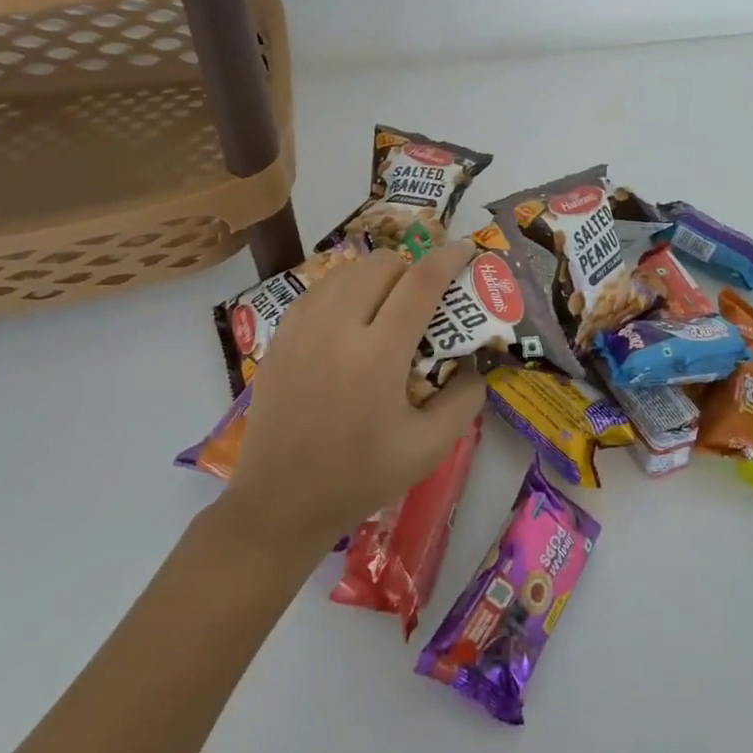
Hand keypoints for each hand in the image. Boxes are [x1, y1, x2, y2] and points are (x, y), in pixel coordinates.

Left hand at [222, 239, 486, 551]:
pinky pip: (319, 290)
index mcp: (378, 355)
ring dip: (377, 277)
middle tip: (423, 300)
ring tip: (386, 307)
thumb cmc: (360, 478)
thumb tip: (473, 363)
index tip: (466, 249)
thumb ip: (464, 400)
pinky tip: (349, 321)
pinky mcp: (279, 336)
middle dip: (411, 270)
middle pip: (382, 264)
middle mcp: (337, 328)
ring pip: (347, 271)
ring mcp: (301, 328)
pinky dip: (343, 291)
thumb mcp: (430, 448)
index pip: (420, 283)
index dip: (448, 259)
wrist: (280, 502)